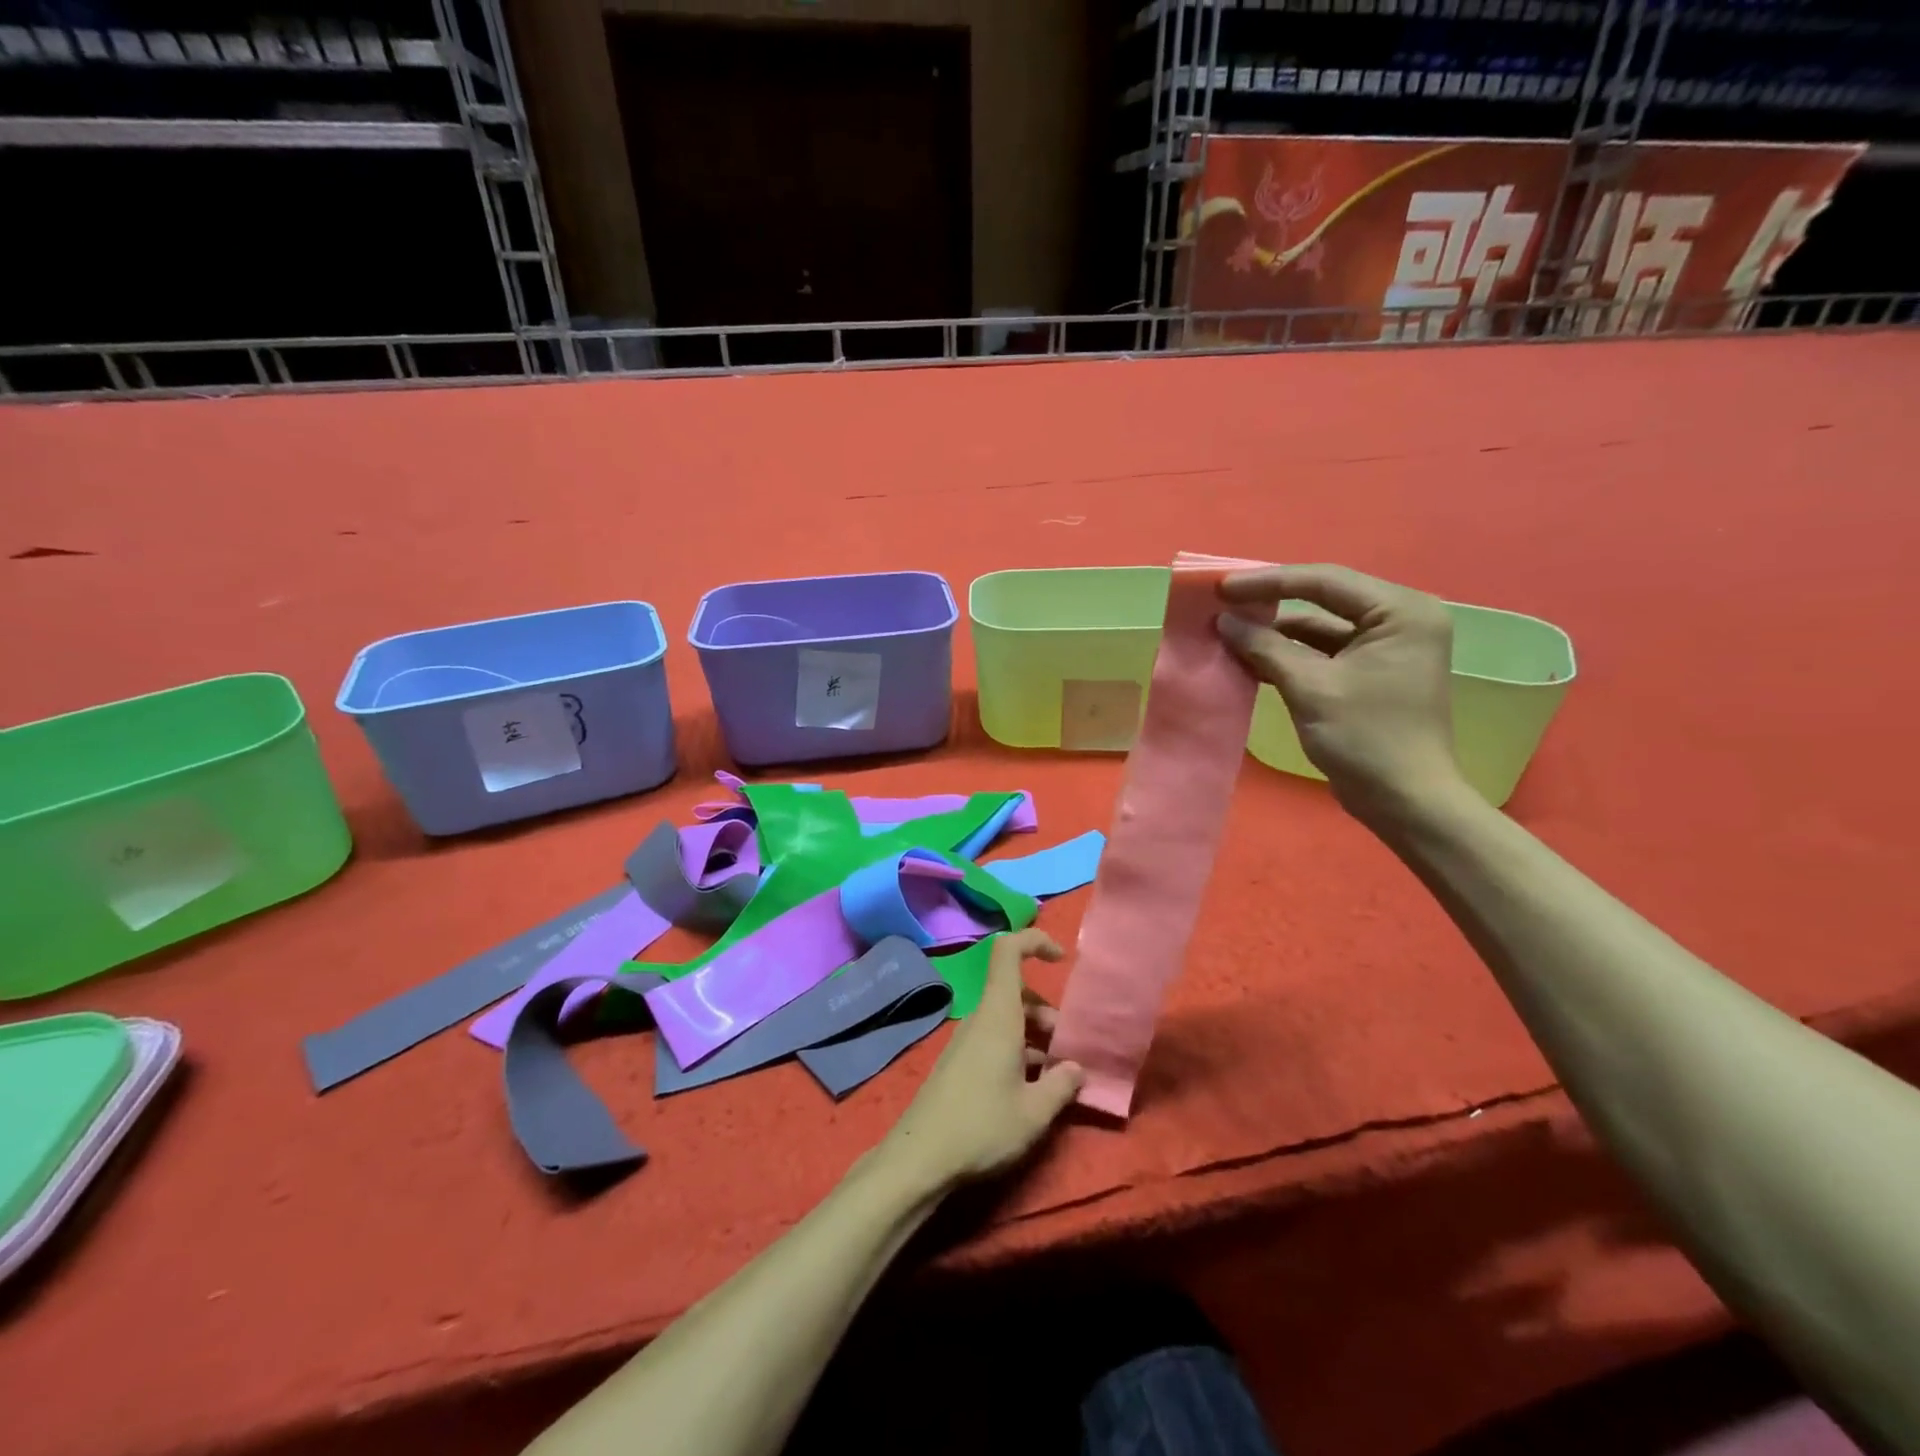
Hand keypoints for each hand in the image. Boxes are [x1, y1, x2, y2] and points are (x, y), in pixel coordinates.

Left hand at [878, 930, 1084, 1192]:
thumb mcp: (1035, 1112)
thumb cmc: (982, 1127)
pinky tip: (1032, 1090)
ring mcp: (967, 1041)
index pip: (1008, 951)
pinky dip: (1019, 1052)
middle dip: (1048, 1012)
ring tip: (1058, 1076)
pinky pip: (996, 1040)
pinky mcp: (960, 1064)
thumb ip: (1062, 1085)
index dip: (1035, 942)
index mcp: (998, 1015)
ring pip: (1008, 1020)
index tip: (1062, 959)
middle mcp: (981, 1019)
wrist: (920, 1159)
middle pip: (1017, 993)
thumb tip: (1077, 1068)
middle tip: (1070, 1050)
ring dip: (1036, 1037)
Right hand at [1215, 563, 1467, 827]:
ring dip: (1276, 633)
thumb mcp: (1310, 688)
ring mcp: (1386, 647)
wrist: (1405, 801)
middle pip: (1324, 599)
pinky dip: (1289, 655)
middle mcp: (1399, 619)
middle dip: (1271, 604)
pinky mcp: (1371, 672)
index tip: (1222, 588)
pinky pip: (1323, 652)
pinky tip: (1251, 659)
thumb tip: (1224, 620)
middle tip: (1222, 604)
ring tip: (1228, 633)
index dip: (1269, 582)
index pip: (1325, 581)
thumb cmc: (1366, 738)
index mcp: (1400, 612)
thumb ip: (1266, 647)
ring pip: (1320, 627)